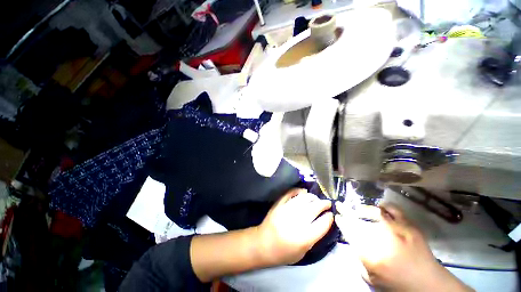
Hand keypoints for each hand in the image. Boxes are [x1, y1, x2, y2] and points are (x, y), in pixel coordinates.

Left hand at [255, 189, 333, 265]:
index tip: (331, 215)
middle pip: (313, 209)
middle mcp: (295, 222)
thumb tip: (322, 222)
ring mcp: (286, 211)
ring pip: (303, 200)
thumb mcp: (302, 253)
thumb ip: (313, 238)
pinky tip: (303, 191)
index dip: (328, 218)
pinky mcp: (278, 205)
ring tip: (316, 199)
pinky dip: (297, 191)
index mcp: (303, 238)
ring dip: (312, 197)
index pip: (321, 224)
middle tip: (328, 203)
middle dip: (323, 204)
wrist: (262, 244)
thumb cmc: (283, 253)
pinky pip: (289, 194)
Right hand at [335, 203, 472, 291]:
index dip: (341, 221)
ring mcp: (397, 229)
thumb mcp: (371, 279)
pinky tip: (379, 208)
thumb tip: (351, 242)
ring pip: (374, 211)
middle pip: (358, 219)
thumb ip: (357, 259)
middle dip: (346, 211)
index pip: (349, 231)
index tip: (337, 215)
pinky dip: (384, 207)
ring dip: (362, 209)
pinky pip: (393, 209)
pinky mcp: (409, 225)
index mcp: (371, 253)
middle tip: (339, 205)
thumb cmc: (397, 285)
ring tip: (358, 209)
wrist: (428, 284)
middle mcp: (382, 238)